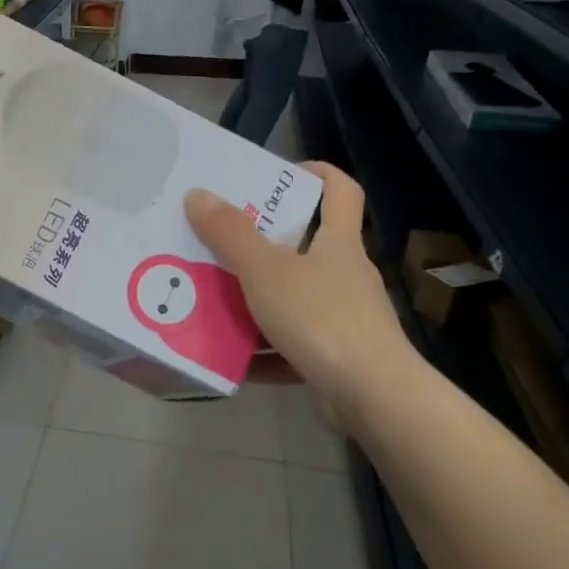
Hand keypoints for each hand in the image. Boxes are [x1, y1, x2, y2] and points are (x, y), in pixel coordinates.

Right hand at [184, 162, 417, 419]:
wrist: (370, 395)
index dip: (318, 174)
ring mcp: (344, 319)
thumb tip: (198, 194)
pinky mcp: (336, 358)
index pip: (341, 192)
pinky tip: (232, 357)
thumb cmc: (321, 318)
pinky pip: (292, 346)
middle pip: (307, 247)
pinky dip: (264, 350)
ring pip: (295, 299)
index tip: (282, 173)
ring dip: (258, 300)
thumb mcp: (265, 271)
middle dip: (264, 243)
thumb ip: (230, 234)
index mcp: (338, 244)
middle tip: (221, 240)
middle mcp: (346, 275)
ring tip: (214, 299)